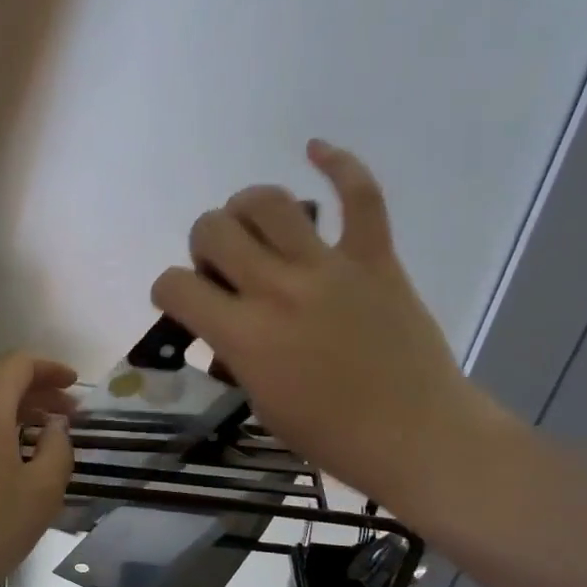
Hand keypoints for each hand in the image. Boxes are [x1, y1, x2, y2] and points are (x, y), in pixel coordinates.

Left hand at [0, 351, 75, 586]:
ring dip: (14, 415)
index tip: (75, 386)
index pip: (17, 364)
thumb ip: (58, 447)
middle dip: (36, 394)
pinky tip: (9, 464)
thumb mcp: (42, 491)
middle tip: (68, 417)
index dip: (50, 369)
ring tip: (43, 441)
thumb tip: (54, 426)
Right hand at [150, 140, 509, 525]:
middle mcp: (277, 289)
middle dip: (204, 244)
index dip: (168, 290)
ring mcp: (328, 267)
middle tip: (224, 269)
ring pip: (269, 202)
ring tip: (255, 228)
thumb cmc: (332, 436)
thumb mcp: (261, 405)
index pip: (175, 285)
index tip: (183, 302)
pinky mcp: (374, 258)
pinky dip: (339, 165)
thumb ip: (234, 356)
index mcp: (244, 334)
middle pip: (213, 229)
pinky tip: (315, 150)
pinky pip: (360, 196)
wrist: (418, 436)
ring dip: (247, 208)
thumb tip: (227, 329)